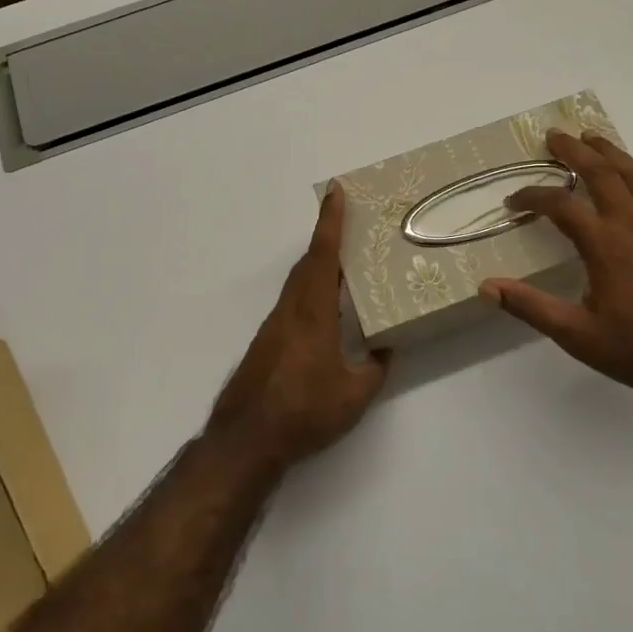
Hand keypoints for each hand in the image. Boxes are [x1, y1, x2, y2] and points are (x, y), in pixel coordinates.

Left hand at [207, 183, 389, 469]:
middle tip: (350, 224)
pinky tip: (326, 311)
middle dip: (327, 238)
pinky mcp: (267, 342)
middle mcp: (291, 310)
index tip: (335, 191)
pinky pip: (293, 302)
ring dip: (319, 265)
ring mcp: (275, 325)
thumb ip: (375, 368)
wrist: (246, 439)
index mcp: (313, 313)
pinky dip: (310, 290)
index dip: (330, 221)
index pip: (323, 255)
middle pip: (309, 263)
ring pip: (299, 282)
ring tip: (345, 264)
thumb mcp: (354, 396)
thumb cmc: (304, 412)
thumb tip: (386, 349)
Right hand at [480, 129, 632, 399]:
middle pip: (603, 174)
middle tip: (554, 135)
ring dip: (613, 153)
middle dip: (575, 151)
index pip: (561, 206)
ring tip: (593, 138)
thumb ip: (531, 307)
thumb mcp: (576, 335)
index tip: (512, 203)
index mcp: (606, 245)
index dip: (532, 197)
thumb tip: (487, 287)